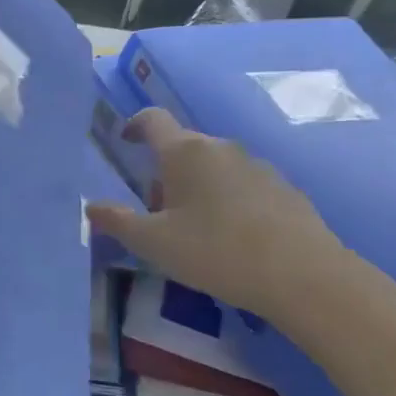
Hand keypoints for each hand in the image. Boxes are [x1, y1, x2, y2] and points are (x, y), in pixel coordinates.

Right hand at [86, 107, 346, 320]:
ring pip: (214, 167)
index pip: (152, 120)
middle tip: (156, 210)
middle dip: (164, 171)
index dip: (134, 125)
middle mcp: (221, 148)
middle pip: (183, 147)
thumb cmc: (215, 251)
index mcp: (184, 152)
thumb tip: (91, 208)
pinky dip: (229, 201)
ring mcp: (257, 166)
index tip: (125, 140)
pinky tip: (232, 238)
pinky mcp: (285, 189)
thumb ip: (117, 222)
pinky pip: (243, 185)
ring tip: (194, 229)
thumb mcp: (153, 243)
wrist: (304, 275)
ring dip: (197, 186)